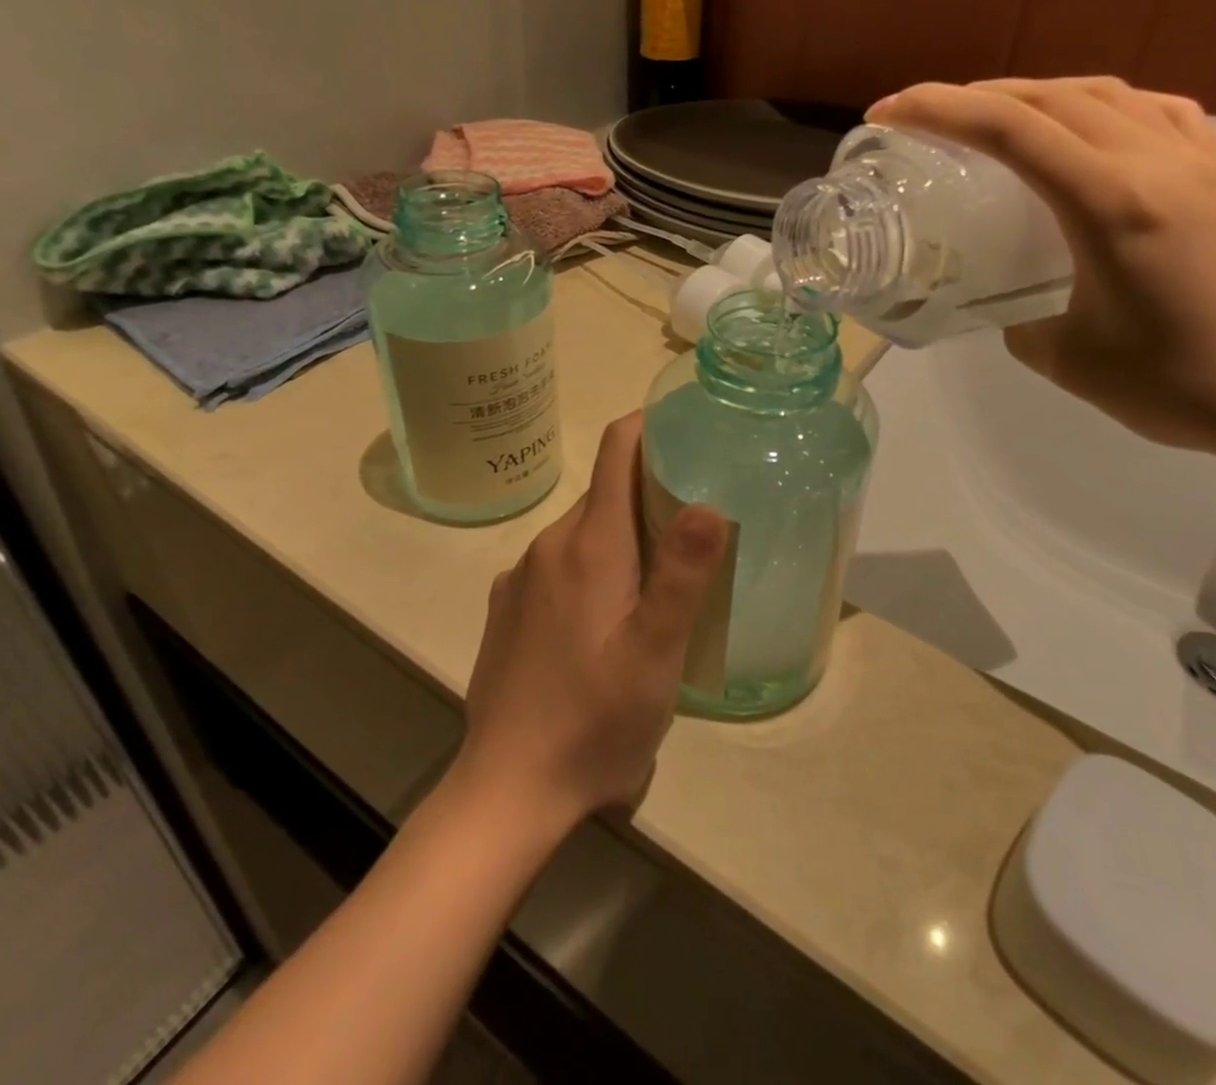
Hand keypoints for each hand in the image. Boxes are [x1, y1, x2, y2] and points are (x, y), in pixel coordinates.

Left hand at [454, 413, 728, 831]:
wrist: (508, 790)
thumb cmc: (594, 721)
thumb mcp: (656, 652)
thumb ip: (683, 574)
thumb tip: (707, 501)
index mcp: (589, 543)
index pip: (617, 449)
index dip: (652, 426)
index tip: (691, 429)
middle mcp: (549, 545)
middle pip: (606, 491)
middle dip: (652, 489)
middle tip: (700, 517)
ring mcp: (522, 576)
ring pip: (585, 530)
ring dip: (626, 535)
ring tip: (667, 572)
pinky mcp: (510, 607)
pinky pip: (561, 564)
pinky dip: (595, 565)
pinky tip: (612, 614)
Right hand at [874, 77, 1215, 470]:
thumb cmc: (1177, 386)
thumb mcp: (1064, 358)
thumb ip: (1018, 318)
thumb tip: (1007, 301)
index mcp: (1109, 202)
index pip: (1007, 129)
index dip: (936, 110)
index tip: (886, 113)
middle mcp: (1154, 162)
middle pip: (1049, 97)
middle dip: (975, 96)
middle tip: (926, 118)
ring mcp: (1198, 162)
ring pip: (1103, 94)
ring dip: (1036, 95)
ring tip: (997, 117)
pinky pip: (1156, 112)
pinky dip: (1104, 106)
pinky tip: (1092, 127)